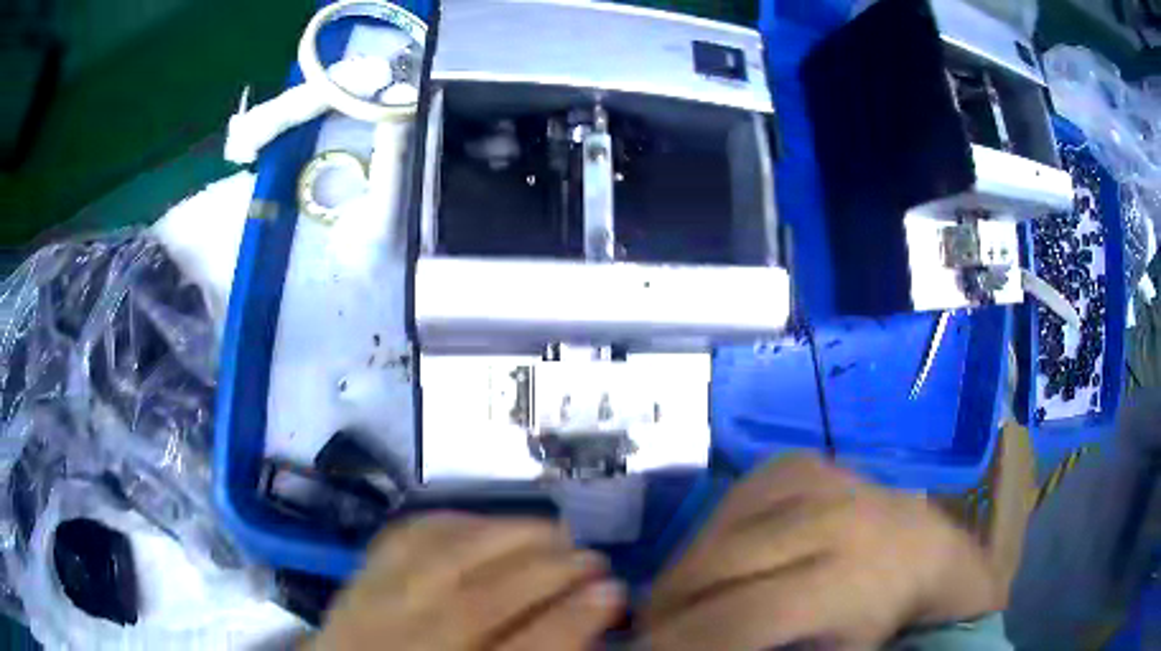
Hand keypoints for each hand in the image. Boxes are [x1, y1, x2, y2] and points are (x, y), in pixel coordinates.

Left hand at [315, 513, 624, 649]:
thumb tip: (586, 617)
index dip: (571, 621)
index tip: (614, 591)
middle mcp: (406, 645)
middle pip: (478, 604)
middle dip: (547, 573)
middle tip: (593, 557)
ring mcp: (370, 609)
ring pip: (441, 562)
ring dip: (508, 537)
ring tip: (554, 532)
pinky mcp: (354, 579)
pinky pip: (403, 539)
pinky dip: (452, 522)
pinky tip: (487, 522)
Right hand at [641, 456, 1001, 649]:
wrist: (919, 545)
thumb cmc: (878, 613)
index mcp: (846, 578)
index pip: (742, 616)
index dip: (682, 641)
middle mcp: (828, 518)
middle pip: (718, 565)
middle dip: (669, 604)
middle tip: (649, 629)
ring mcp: (811, 479)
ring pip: (715, 530)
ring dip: (682, 571)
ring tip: (672, 601)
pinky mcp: (796, 461)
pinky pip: (729, 502)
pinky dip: (705, 536)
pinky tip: (708, 562)